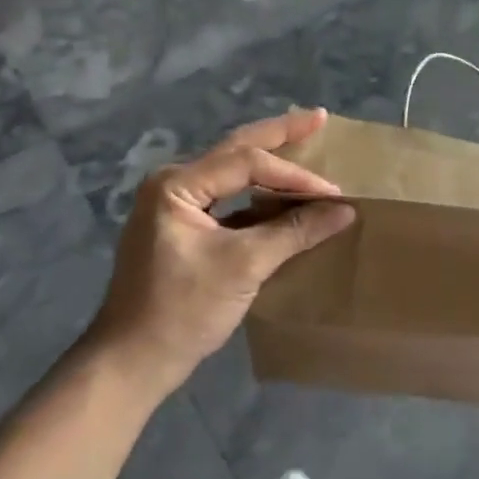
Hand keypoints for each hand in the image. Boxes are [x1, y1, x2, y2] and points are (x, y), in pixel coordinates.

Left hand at [89, 109, 354, 396]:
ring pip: (232, 172)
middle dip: (279, 134)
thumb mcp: (244, 266)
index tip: (333, 192)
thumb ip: (294, 231)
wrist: (133, 361)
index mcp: (177, 185)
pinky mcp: (184, 228)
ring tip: (305, 141)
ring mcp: (176, 206)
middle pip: (236, 149)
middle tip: (319, 118)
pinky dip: (259, 193)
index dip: (294, 174)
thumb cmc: (183, 310)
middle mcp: (173, 184)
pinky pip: (229, 197)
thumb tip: (344, 210)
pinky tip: (283, 192)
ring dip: (270, 161)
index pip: (246, 163)